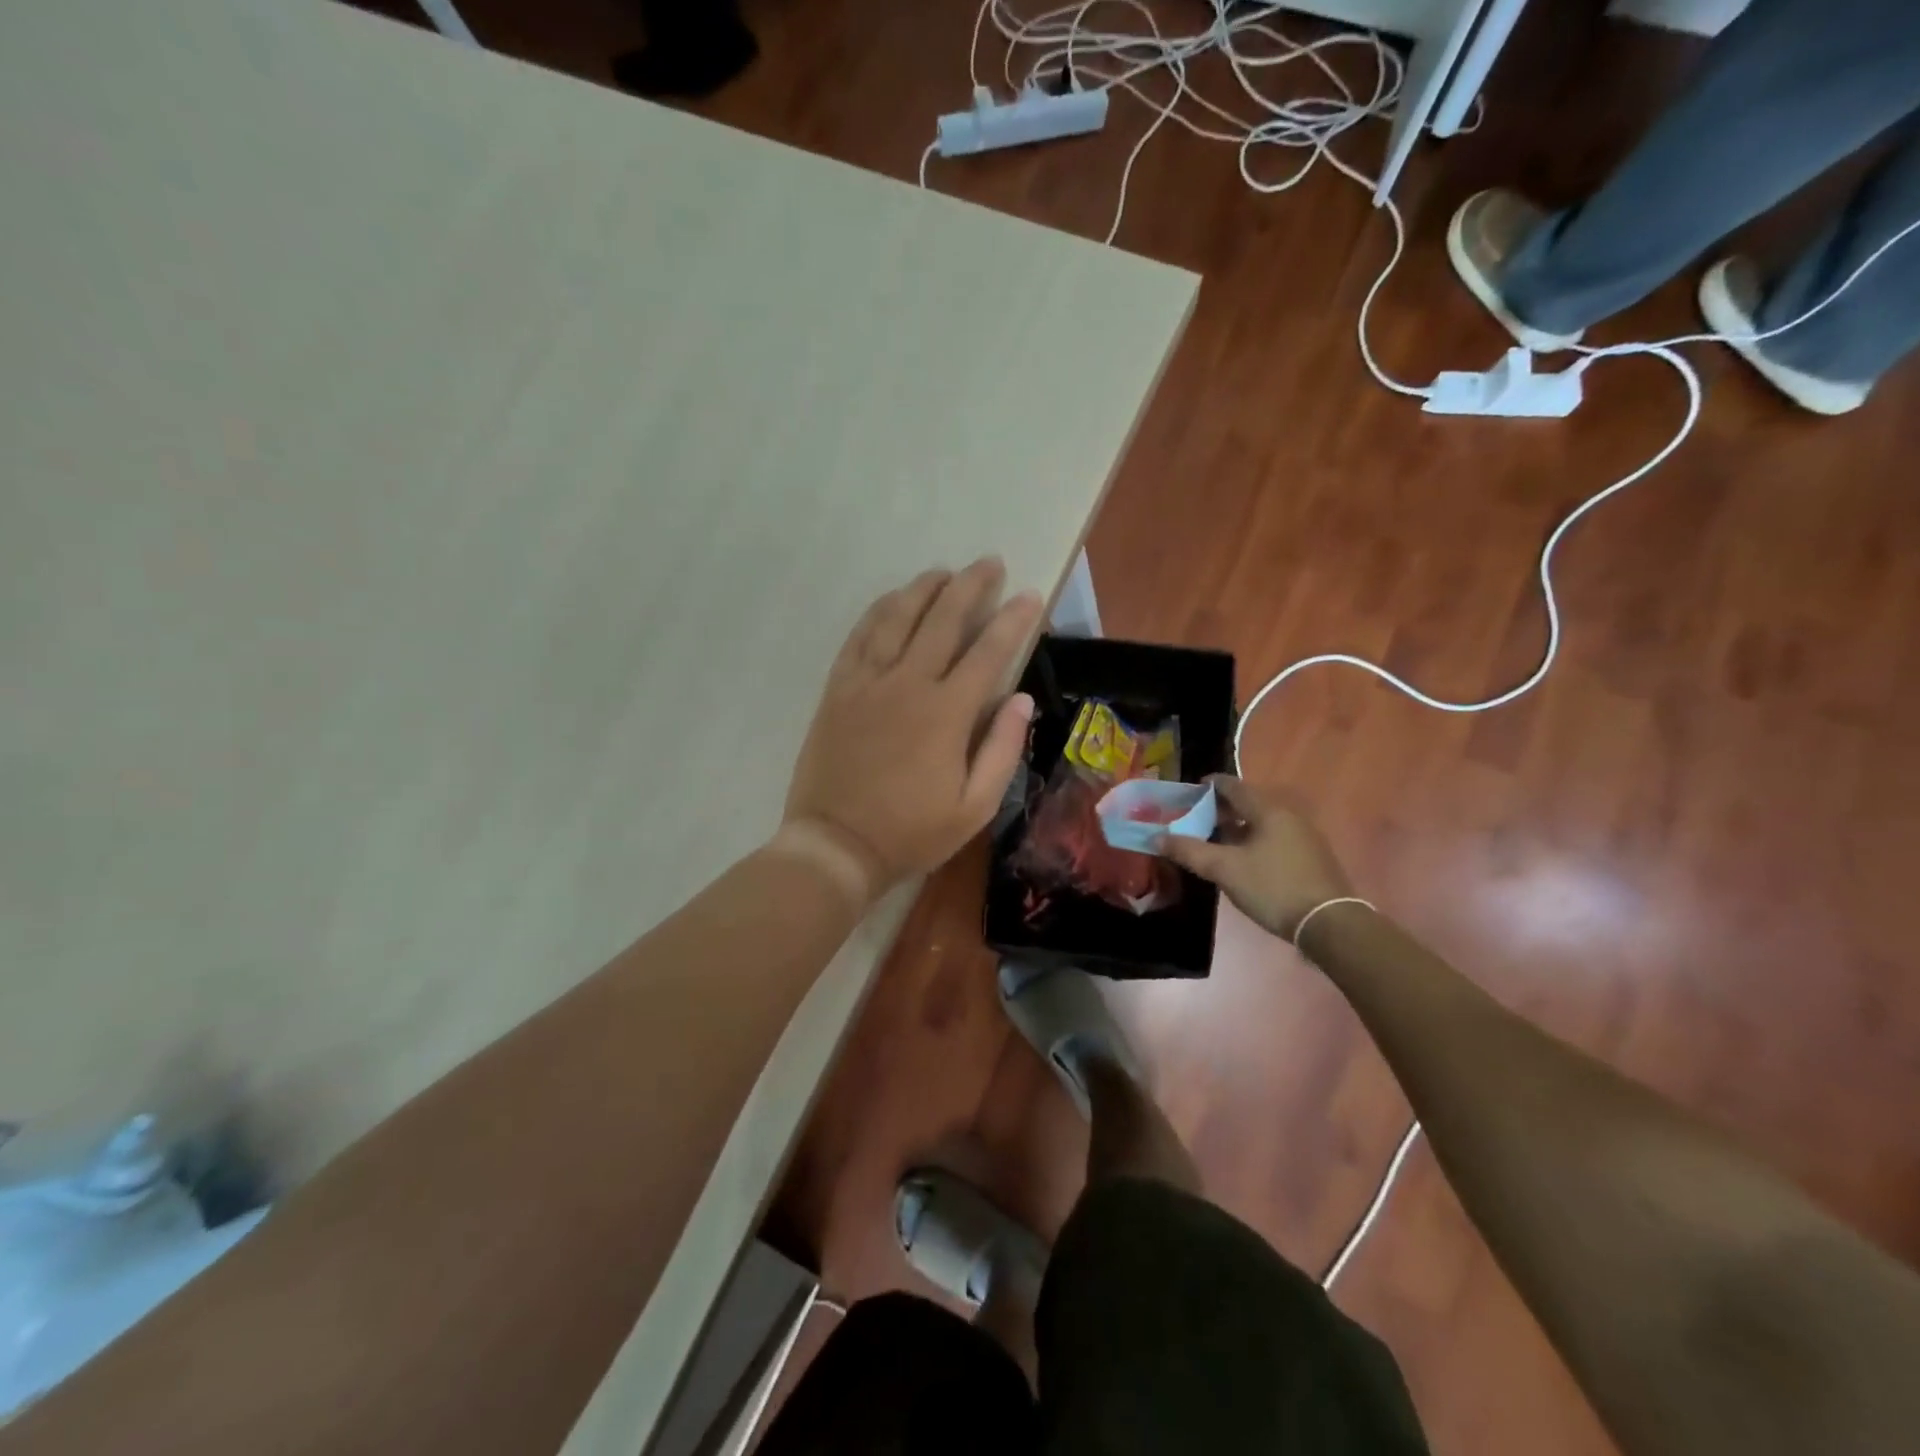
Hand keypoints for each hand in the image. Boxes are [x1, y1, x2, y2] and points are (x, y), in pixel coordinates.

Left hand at [784, 559, 1042, 893]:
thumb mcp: (974, 808)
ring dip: (923, 589)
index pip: (988, 652)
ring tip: (942, 572)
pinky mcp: (838, 689)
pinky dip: (878, 611)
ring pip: (897, 618)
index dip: (1012, 620)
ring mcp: (867, 682)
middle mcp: (908, 683)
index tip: (1028, 595)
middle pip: (943, 619)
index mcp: (947, 713)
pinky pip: (859, 637)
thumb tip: (1022, 699)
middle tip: (988, 563)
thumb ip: (1002, 749)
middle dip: (970, 586)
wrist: (836, 845)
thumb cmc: (911, 833)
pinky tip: (891, 600)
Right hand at [1158, 777, 1352, 940]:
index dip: (1207, 786)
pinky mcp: (1308, 856)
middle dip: (1218, 809)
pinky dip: (1251, 840)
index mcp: (1267, 809)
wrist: (1329, 924)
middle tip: (1193, 820)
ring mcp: (1302, 835)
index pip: (1232, 785)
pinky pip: (1272, 837)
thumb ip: (1189, 851)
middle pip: (1246, 802)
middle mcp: (1287, 814)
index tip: (1186, 794)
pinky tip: (1239, 859)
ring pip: (1259, 821)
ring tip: (1211, 841)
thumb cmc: (1273, 887)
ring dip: (1234, 827)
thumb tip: (1157, 837)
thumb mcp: (1224, 869)